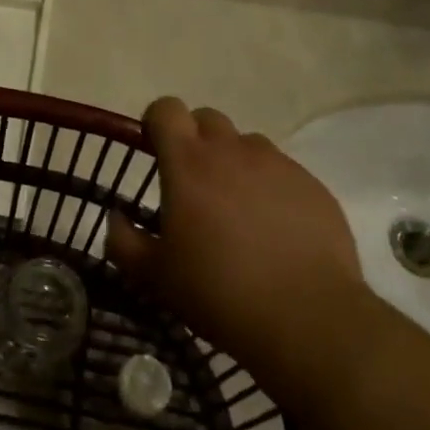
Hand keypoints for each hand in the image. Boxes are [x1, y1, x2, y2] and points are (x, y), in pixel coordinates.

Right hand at [106, 98, 363, 371]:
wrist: (308, 320)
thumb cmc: (218, 292)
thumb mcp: (154, 276)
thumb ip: (124, 240)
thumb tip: (116, 217)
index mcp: (188, 163)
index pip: (167, 108)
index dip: (157, 122)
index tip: (155, 151)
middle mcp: (232, 151)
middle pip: (208, 118)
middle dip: (196, 140)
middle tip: (194, 185)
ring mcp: (278, 165)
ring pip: (247, 144)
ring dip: (235, 163)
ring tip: (238, 209)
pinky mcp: (313, 186)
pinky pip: (283, 172)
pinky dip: (271, 188)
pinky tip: (275, 230)